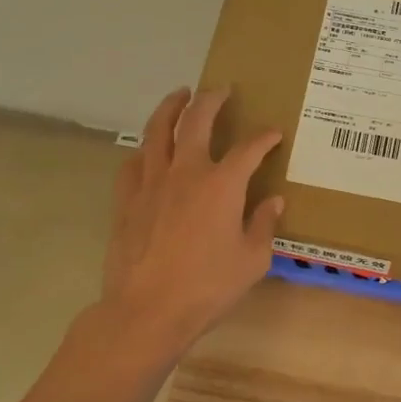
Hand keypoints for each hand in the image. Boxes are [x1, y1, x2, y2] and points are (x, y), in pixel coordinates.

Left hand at [98, 87, 283, 360]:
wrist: (147, 311)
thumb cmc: (208, 287)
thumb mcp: (252, 260)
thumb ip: (263, 225)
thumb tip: (272, 201)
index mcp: (222, 184)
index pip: (248, 148)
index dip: (264, 137)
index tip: (273, 133)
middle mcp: (186, 172)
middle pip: (196, 120)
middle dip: (211, 99)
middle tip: (220, 90)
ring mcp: (151, 183)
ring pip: (157, 131)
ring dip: (170, 108)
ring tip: (179, 95)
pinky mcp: (126, 200)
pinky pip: (133, 163)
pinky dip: (144, 150)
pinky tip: (148, 152)